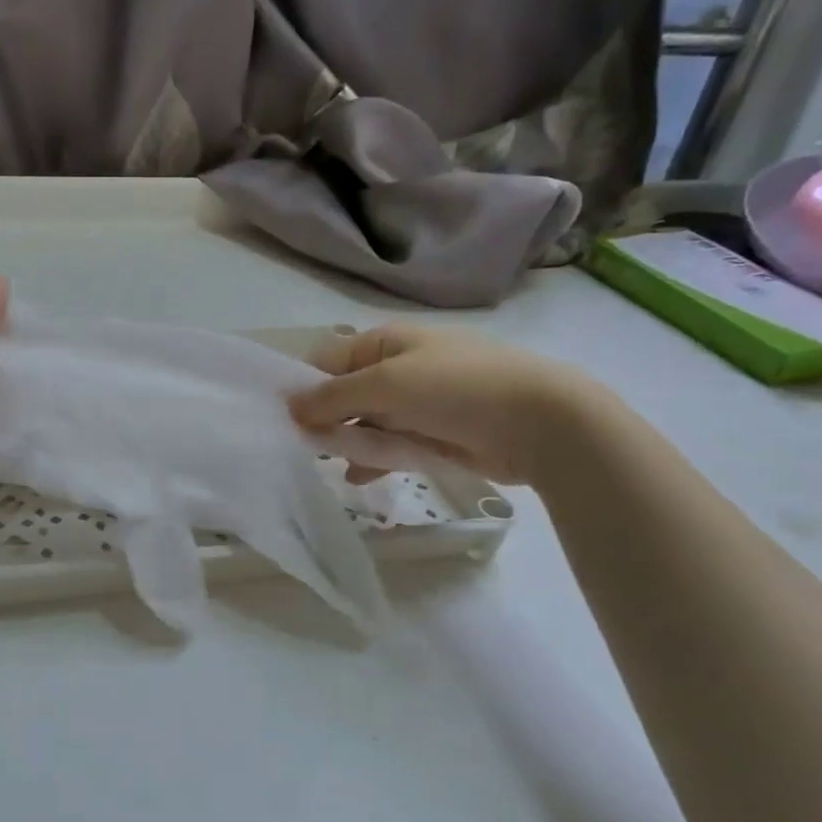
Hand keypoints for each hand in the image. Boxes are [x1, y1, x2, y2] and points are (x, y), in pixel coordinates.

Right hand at [288, 323, 598, 485]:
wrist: (542, 422)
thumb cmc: (457, 389)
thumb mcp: (386, 384)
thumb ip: (333, 397)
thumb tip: (289, 406)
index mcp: (384, 343)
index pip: (326, 361)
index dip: (301, 388)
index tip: (279, 420)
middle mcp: (397, 369)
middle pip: (343, 395)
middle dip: (322, 420)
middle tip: (296, 449)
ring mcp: (417, 403)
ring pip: (365, 423)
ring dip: (345, 442)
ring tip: (325, 466)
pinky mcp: (434, 435)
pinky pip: (391, 445)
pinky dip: (373, 459)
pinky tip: (356, 478)